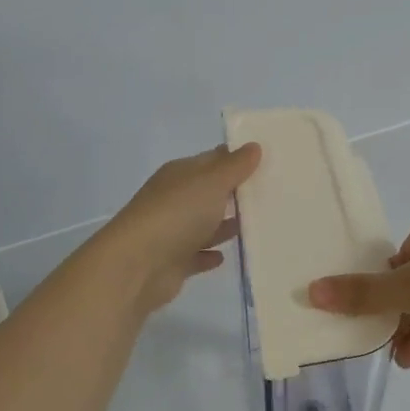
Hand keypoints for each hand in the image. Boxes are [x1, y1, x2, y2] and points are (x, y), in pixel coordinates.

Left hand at [99, 143, 261, 311]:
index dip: (238, 159)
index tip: (268, 162)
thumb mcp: (211, 182)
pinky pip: (196, 255)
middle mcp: (174, 199)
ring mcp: (172, 232)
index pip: (213, 160)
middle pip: (209, 192)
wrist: (137, 265)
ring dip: (225, 226)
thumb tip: (253, 145)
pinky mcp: (173, 262)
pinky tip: (225, 256)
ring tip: (256, 226)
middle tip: (271, 195)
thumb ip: (234, 166)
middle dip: (235, 194)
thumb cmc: (177, 214)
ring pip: (205, 225)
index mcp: (180, 174)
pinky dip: (209, 254)